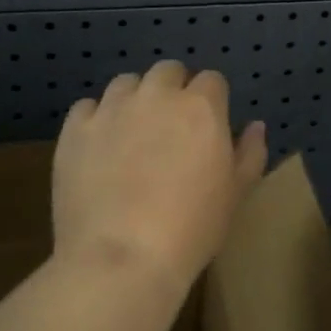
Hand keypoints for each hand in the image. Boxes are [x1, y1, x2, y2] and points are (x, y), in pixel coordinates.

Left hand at [53, 61, 267, 291]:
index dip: (211, 100)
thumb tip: (255, 126)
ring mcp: (112, 109)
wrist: (121, 259)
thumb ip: (250, 153)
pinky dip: (94, 120)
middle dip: (172, 89)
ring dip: (134, 99)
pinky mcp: (76, 130)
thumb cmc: (191, 229)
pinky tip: (98, 147)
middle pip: (168, 71)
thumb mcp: (235, 195)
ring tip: (131, 134)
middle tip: (170, 127)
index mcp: (201, 106)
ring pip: (126, 83)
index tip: (207, 126)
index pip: (212, 80)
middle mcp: (157, 95)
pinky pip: (86, 108)